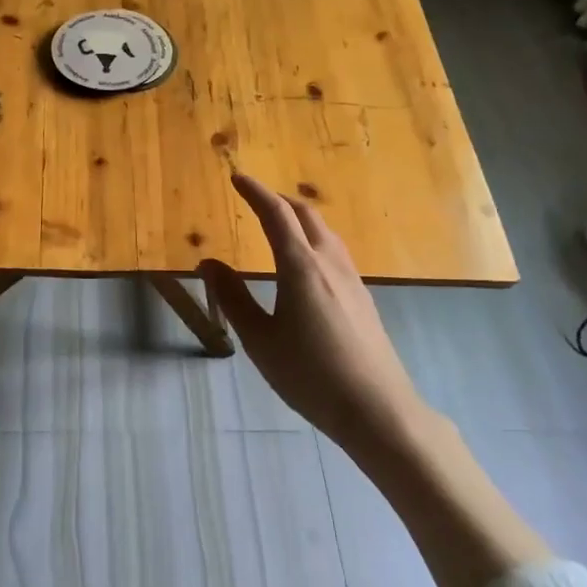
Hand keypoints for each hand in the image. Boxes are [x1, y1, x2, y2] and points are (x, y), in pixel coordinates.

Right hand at [199, 174, 423, 451]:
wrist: (378, 409)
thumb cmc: (310, 375)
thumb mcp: (260, 340)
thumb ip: (233, 298)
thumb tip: (209, 263)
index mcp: (300, 267)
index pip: (275, 214)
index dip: (255, 192)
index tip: (237, 178)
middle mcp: (329, 262)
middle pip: (306, 214)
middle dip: (279, 199)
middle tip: (255, 199)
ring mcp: (352, 278)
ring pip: (325, 231)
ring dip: (300, 217)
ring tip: (279, 224)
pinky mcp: (363, 296)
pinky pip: (335, 250)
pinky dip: (314, 238)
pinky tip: (307, 262)